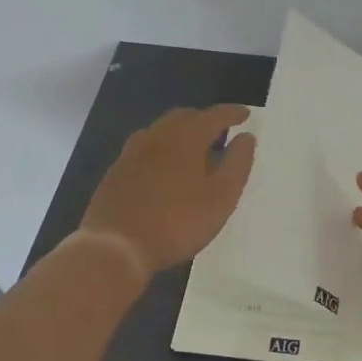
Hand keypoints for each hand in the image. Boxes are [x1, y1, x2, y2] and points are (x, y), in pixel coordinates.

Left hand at [80, 105, 255, 277]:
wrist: (115, 247)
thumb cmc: (177, 222)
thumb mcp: (220, 197)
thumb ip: (237, 164)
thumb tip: (246, 137)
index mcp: (186, 137)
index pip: (214, 115)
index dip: (232, 113)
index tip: (246, 114)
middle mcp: (157, 136)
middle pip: (184, 117)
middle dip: (205, 120)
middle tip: (221, 132)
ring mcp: (132, 152)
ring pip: (161, 130)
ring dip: (181, 133)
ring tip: (195, 150)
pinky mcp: (116, 171)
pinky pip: (145, 148)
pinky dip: (162, 149)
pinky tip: (165, 169)